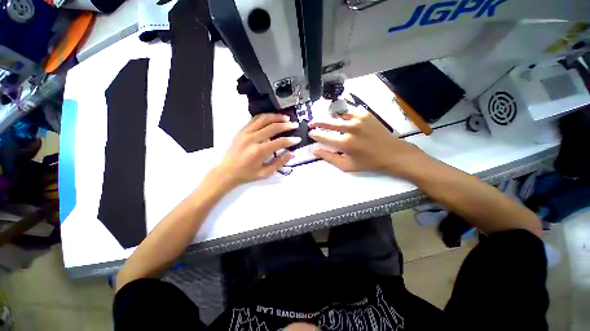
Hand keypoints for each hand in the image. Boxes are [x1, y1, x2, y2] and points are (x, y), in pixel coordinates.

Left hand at [215, 113, 299, 186]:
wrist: (226, 172)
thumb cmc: (247, 174)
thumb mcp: (265, 173)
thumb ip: (279, 163)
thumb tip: (291, 153)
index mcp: (258, 151)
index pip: (279, 142)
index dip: (290, 140)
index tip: (298, 139)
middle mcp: (252, 139)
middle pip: (272, 127)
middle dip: (286, 125)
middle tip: (295, 125)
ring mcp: (245, 132)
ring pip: (263, 119)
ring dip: (276, 117)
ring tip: (285, 118)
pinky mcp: (241, 130)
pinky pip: (254, 119)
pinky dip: (265, 117)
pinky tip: (272, 118)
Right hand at [309, 106, 424, 176]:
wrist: (392, 153)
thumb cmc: (368, 162)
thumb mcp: (346, 165)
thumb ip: (329, 158)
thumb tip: (314, 151)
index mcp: (345, 143)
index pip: (323, 136)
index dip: (314, 134)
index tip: (311, 133)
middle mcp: (350, 128)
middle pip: (327, 121)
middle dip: (316, 121)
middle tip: (311, 123)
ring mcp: (358, 118)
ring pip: (337, 114)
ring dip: (329, 117)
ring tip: (325, 121)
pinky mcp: (365, 113)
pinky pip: (348, 112)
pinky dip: (342, 115)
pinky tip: (340, 120)